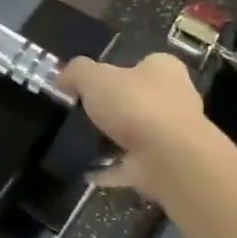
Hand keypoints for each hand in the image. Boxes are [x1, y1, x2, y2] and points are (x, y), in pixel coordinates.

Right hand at [58, 53, 218, 202]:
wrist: (169, 157)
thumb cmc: (136, 106)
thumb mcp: (95, 78)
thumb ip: (76, 73)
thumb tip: (61, 76)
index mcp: (164, 70)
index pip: (142, 64)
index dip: (117, 72)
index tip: (91, 86)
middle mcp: (175, 99)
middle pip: (140, 100)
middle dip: (116, 108)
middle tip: (83, 115)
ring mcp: (171, 136)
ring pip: (137, 135)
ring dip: (114, 140)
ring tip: (81, 143)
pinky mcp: (163, 165)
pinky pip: (129, 165)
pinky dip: (110, 169)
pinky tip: (87, 173)